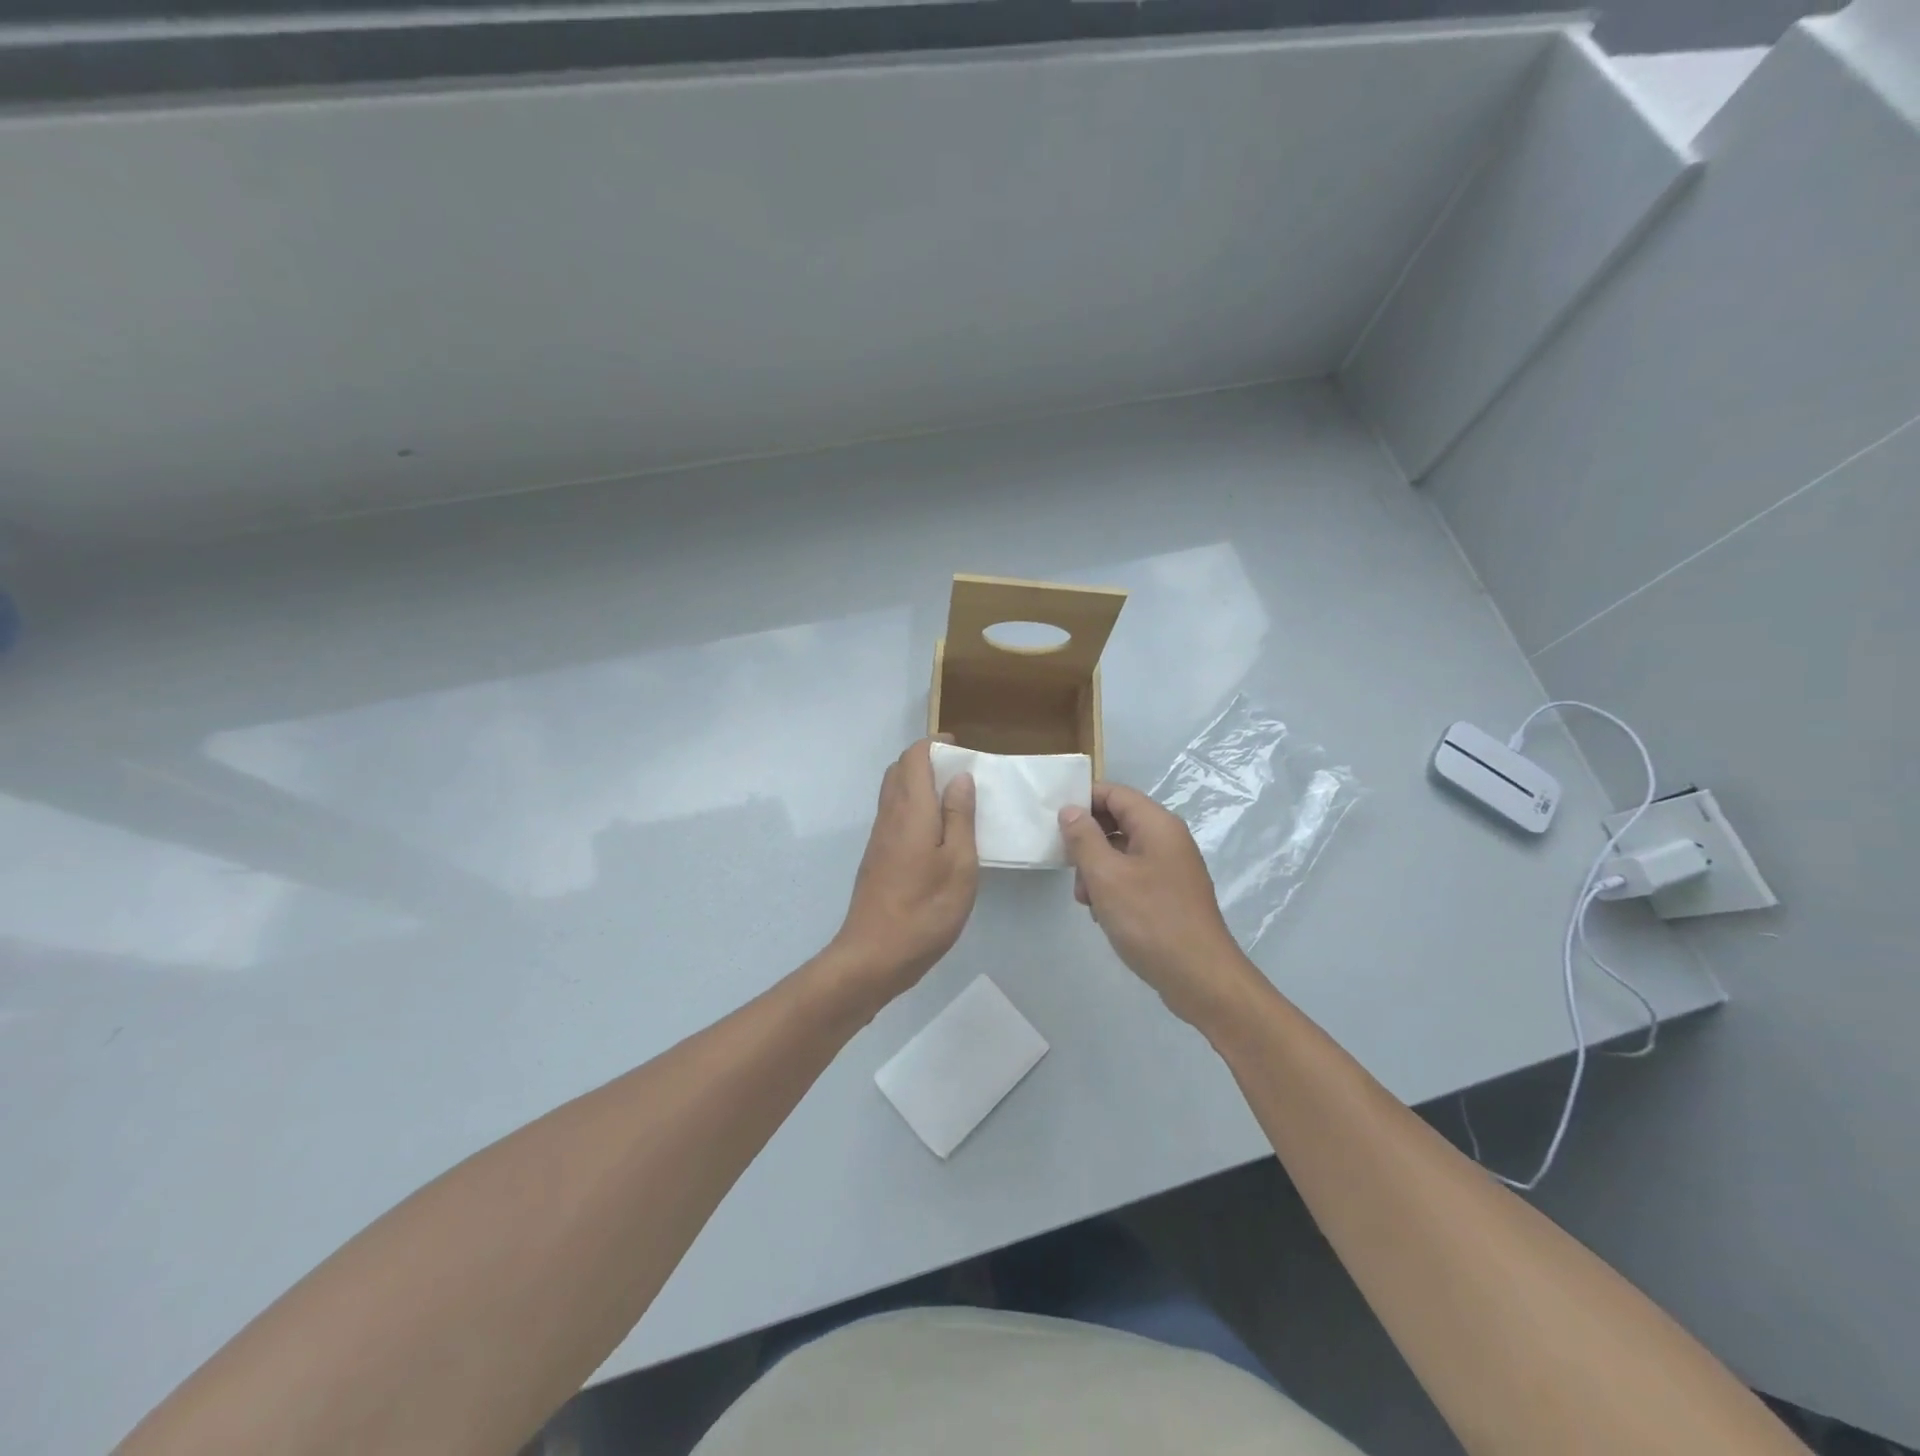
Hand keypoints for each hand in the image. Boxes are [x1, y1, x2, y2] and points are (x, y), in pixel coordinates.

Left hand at [830, 739, 977, 998]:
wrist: (874, 955)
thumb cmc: (926, 909)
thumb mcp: (959, 864)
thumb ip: (959, 817)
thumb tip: (959, 778)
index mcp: (911, 810)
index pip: (913, 757)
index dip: (935, 745)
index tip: (962, 750)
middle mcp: (890, 815)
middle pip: (900, 770)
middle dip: (928, 761)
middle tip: (961, 773)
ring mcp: (879, 837)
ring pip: (895, 792)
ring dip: (920, 784)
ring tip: (955, 799)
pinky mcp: (877, 857)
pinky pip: (895, 814)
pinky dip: (915, 806)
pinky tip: (938, 831)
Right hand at [1058, 783, 1264, 1030]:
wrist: (1200, 977)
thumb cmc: (1150, 920)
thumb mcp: (1106, 876)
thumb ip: (1084, 838)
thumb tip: (1071, 810)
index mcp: (1157, 825)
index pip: (1114, 793)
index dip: (1083, 801)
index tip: (1055, 823)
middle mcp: (1168, 839)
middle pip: (1117, 821)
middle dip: (1088, 842)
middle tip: (1069, 868)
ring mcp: (1171, 867)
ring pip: (1122, 852)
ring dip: (1097, 869)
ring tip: (1086, 900)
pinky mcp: (1170, 894)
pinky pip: (1133, 876)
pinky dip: (1113, 887)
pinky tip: (1104, 913)